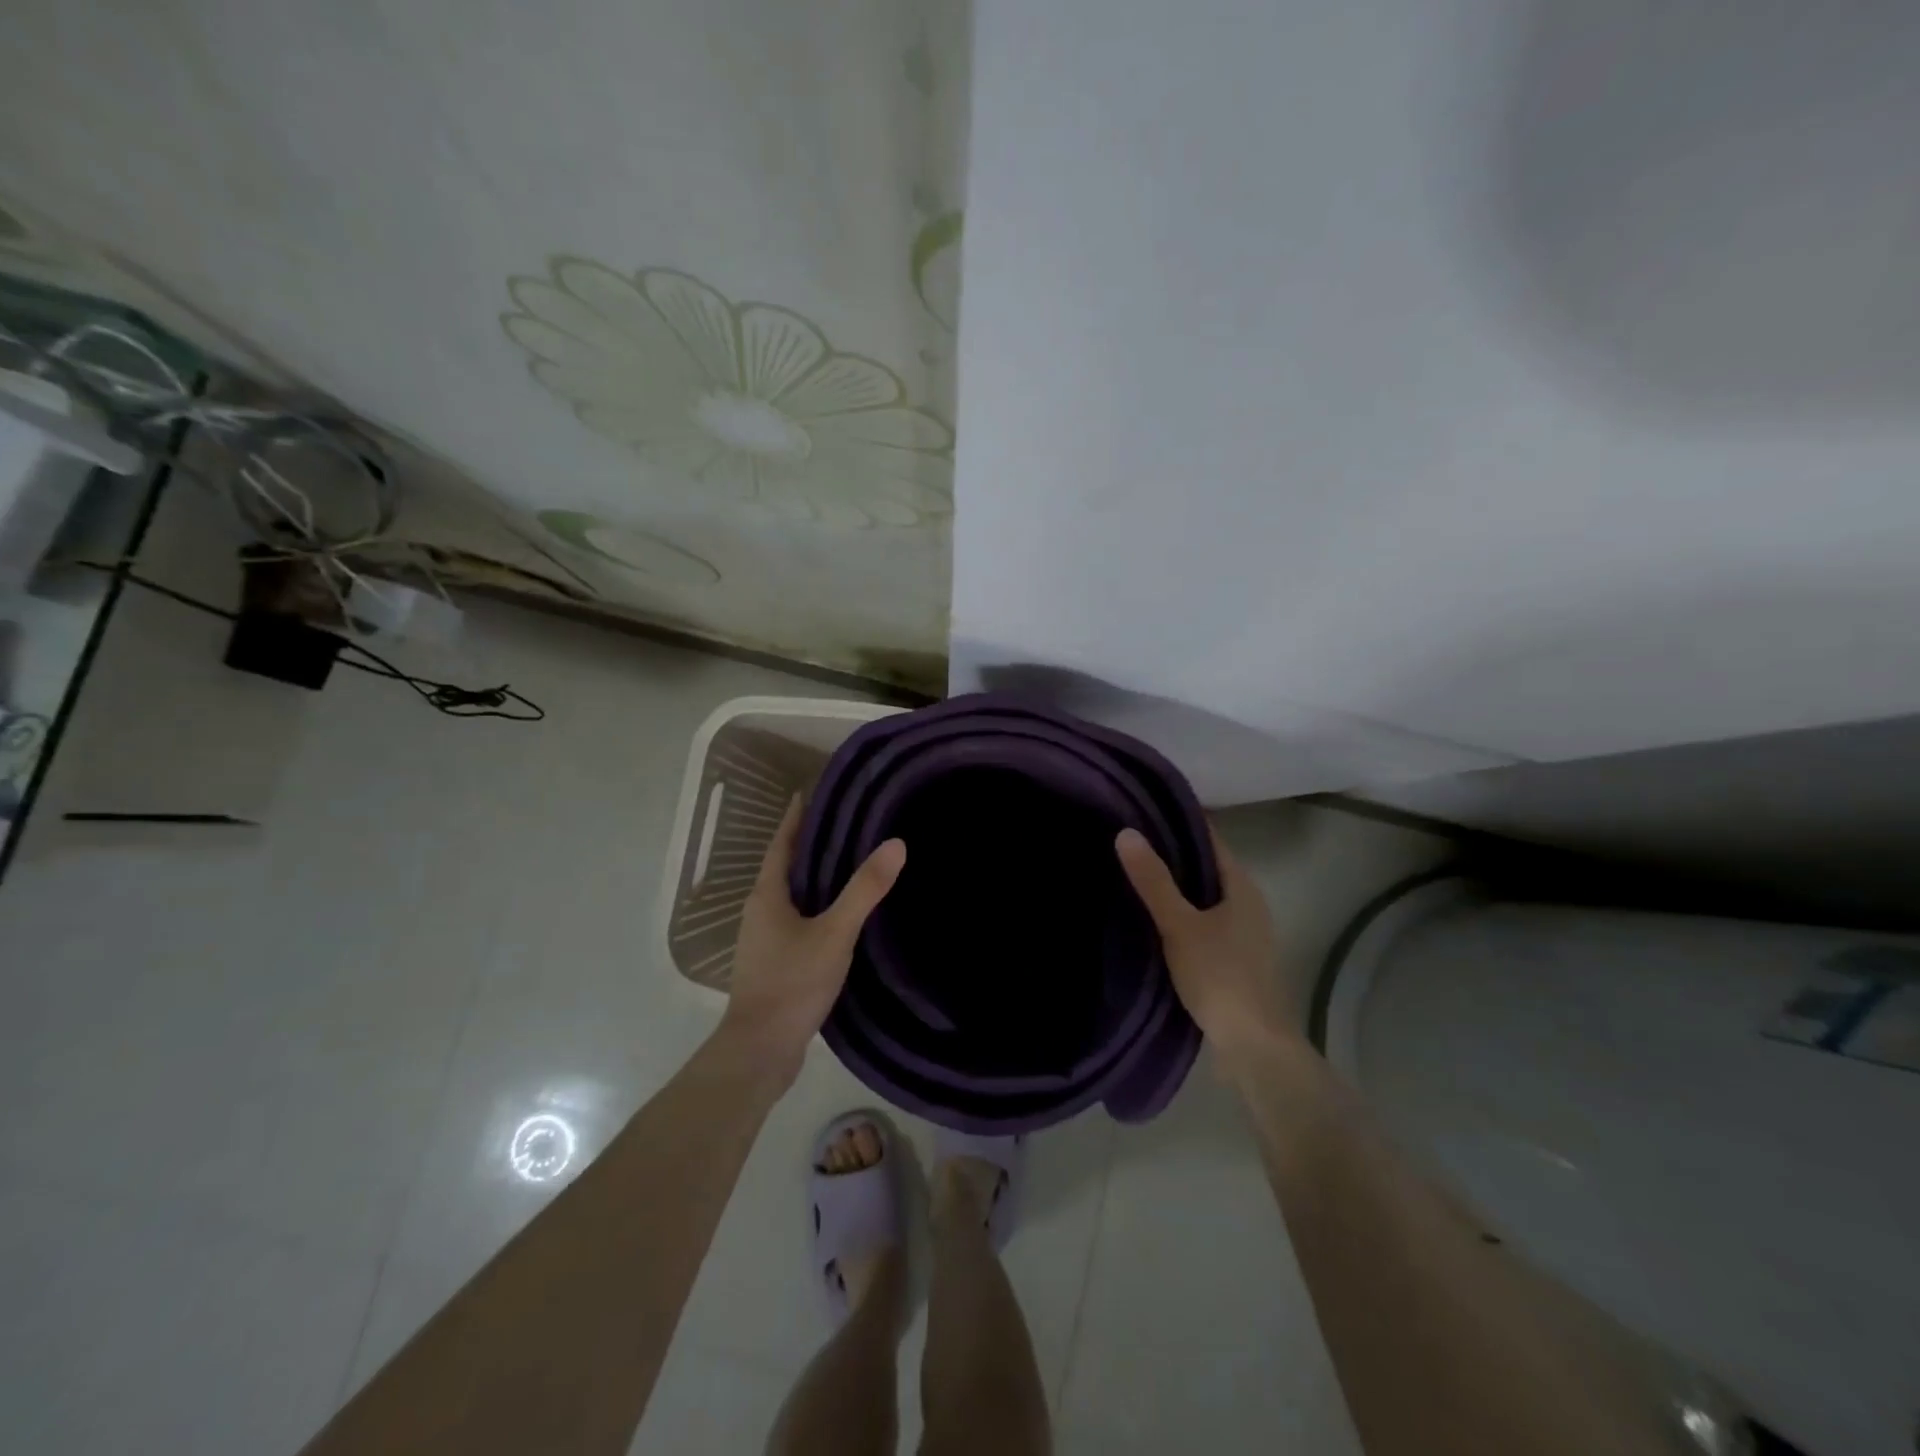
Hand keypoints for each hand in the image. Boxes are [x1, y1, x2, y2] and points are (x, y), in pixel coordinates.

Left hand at [722, 795, 905, 1077]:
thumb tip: (896, 843)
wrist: (761, 1050)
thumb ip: (865, 890)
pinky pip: (799, 920)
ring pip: (793, 896)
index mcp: (767, 895)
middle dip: (812, 844)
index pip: (782, 843)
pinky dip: (819, 907)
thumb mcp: (835, 933)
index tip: (814, 792)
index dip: (797, 817)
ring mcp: (765, 939)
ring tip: (853, 863)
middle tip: (849, 823)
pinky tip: (845, 915)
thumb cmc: (792, 983)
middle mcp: (760, 911)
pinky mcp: (775, 962)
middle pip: (786, 866)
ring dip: (816, 877)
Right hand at [1115, 824, 1299, 1060]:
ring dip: (1174, 885)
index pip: (1208, 838)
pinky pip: (1202, 920)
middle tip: (1127, 840)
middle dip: (1170, 852)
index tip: (1141, 809)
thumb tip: (1126, 833)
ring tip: (1132, 874)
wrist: (1253, 1045)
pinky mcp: (1234, 957)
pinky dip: (1180, 912)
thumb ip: (1153, 881)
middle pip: (1205, 866)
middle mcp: (1247, 902)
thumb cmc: (1219, 976)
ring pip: (1203, 895)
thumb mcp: (1179, 925)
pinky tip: (1152, 918)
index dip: (1178, 821)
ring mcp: (1243, 932)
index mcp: (1241, 886)